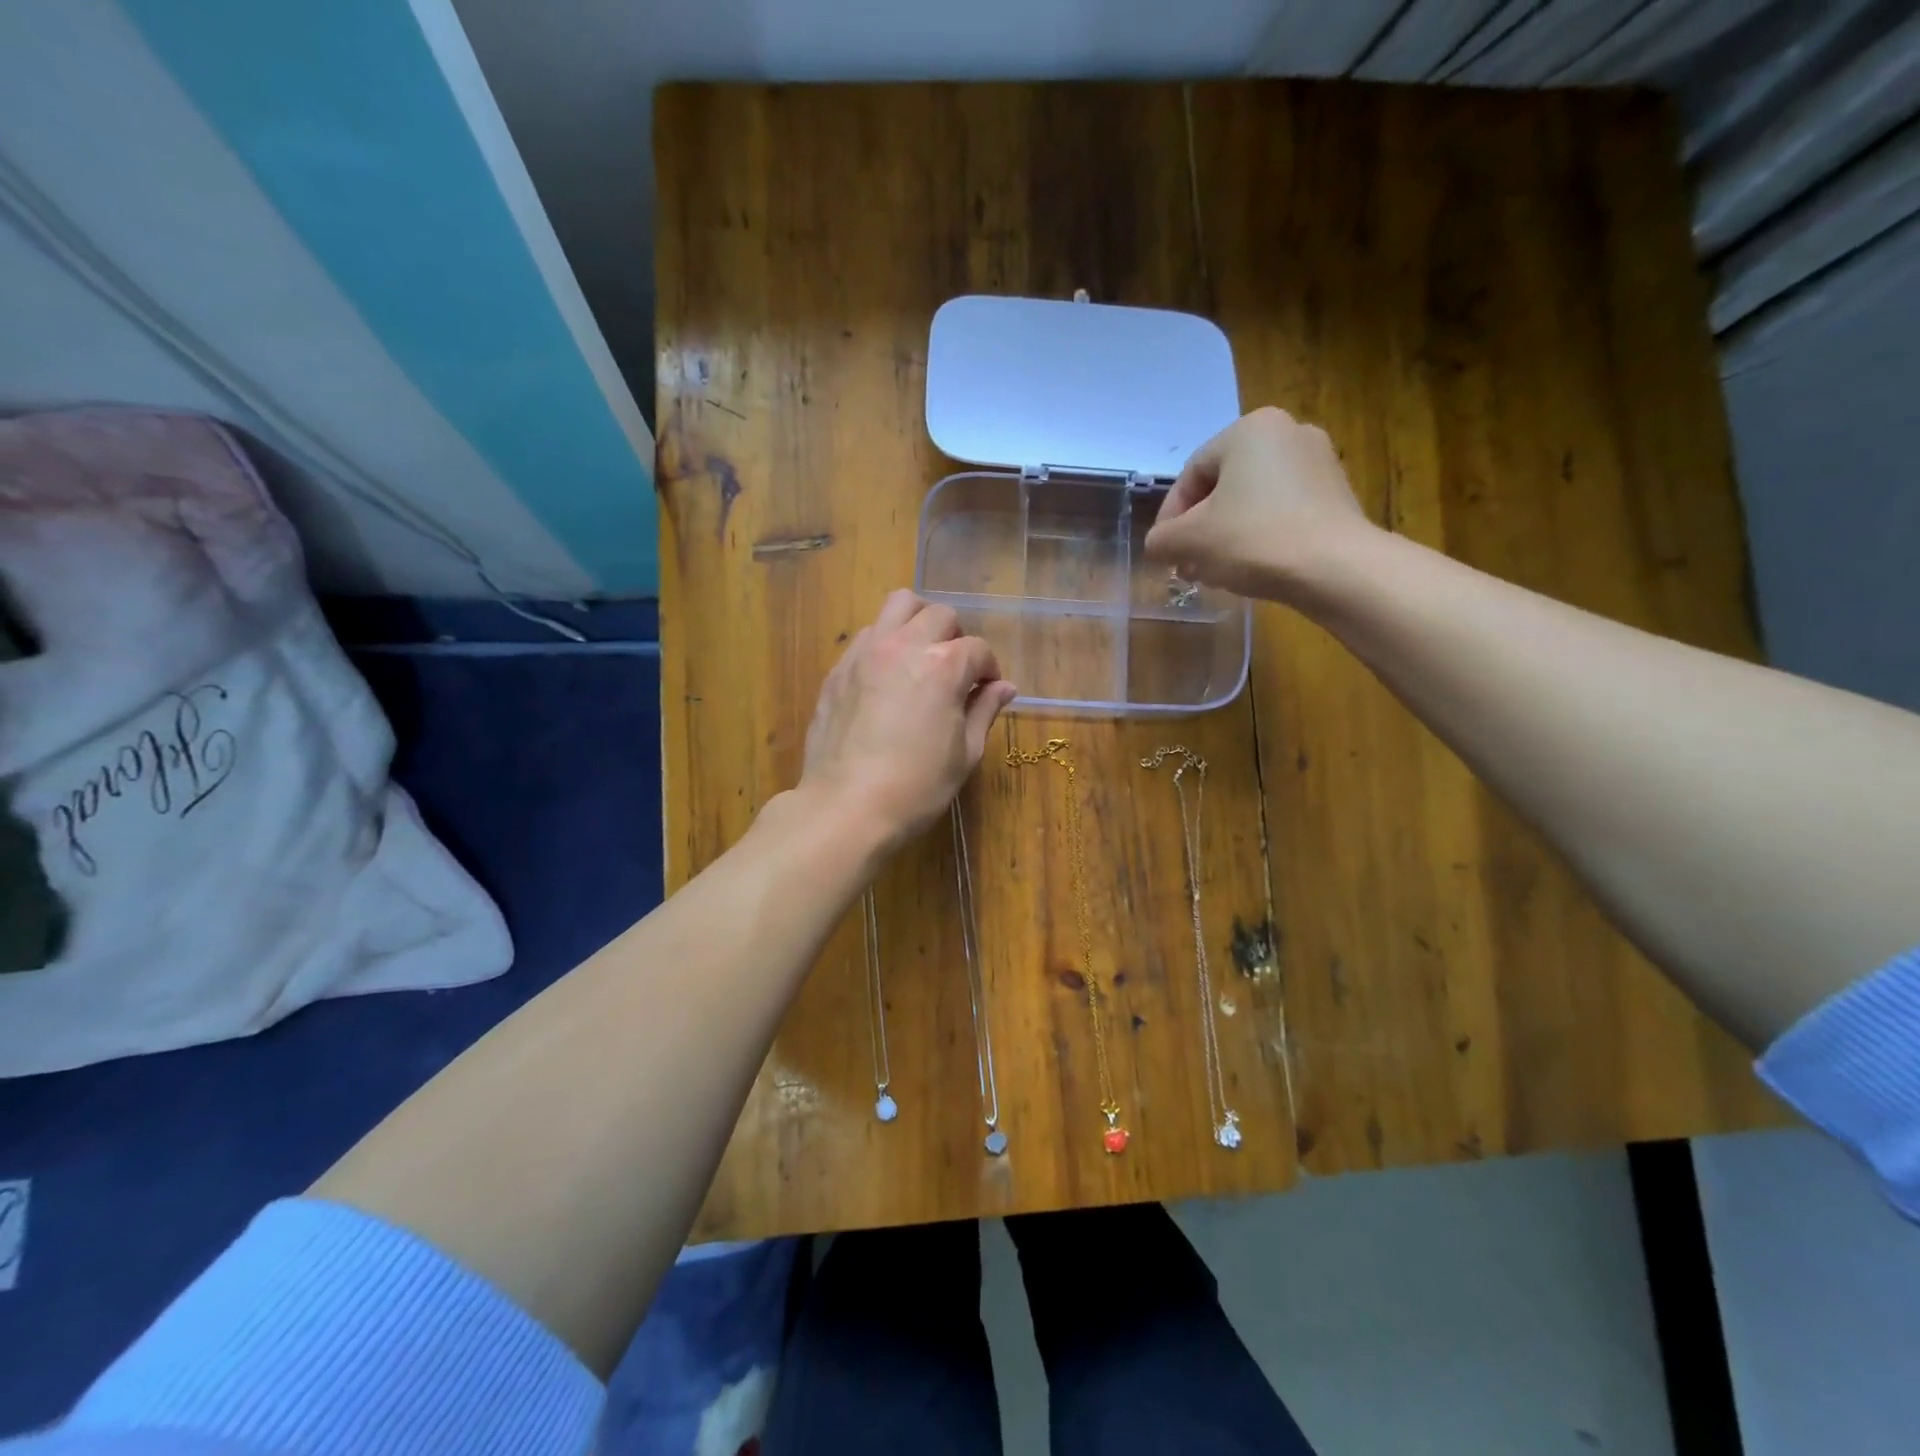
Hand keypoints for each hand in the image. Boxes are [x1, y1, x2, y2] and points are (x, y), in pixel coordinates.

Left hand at [798, 590, 1017, 849]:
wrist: (847, 806)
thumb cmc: (917, 786)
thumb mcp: (964, 753)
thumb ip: (984, 711)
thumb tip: (1004, 687)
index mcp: (943, 665)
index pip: (978, 649)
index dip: (988, 670)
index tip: (986, 692)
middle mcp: (904, 645)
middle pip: (939, 614)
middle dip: (955, 637)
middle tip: (954, 672)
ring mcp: (865, 652)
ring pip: (897, 606)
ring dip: (916, 623)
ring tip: (919, 657)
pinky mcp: (838, 669)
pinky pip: (867, 635)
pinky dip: (884, 643)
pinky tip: (886, 678)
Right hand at [1142, 407, 1374, 599]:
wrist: (1336, 568)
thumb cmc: (1254, 540)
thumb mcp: (1189, 541)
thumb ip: (1161, 540)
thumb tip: (1159, 545)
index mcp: (1249, 429)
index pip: (1191, 475)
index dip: (1170, 518)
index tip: (1165, 553)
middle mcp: (1288, 432)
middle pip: (1222, 487)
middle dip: (1200, 529)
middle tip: (1188, 565)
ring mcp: (1319, 461)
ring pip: (1252, 501)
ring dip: (1226, 535)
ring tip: (1216, 572)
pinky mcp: (1338, 493)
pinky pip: (1283, 511)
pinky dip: (1260, 535)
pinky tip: (1252, 567)